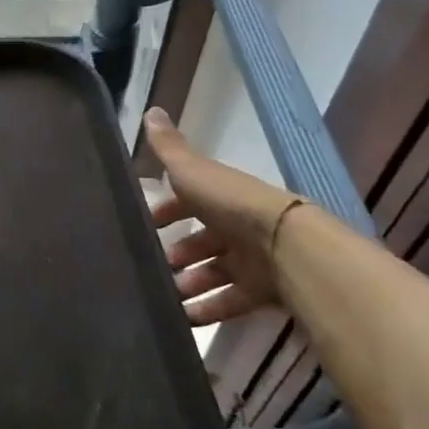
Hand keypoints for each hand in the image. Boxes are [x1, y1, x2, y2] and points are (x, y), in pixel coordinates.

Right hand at [143, 108, 300, 326]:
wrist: (285, 246)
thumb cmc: (232, 204)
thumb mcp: (192, 171)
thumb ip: (169, 148)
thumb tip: (150, 109)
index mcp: (220, 196)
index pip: (188, 201)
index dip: (166, 211)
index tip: (143, 226)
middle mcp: (236, 226)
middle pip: (202, 240)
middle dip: (177, 253)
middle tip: (152, 266)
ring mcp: (252, 259)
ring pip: (214, 272)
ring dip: (188, 283)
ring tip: (164, 296)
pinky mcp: (263, 291)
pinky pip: (230, 301)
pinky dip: (208, 310)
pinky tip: (184, 319)